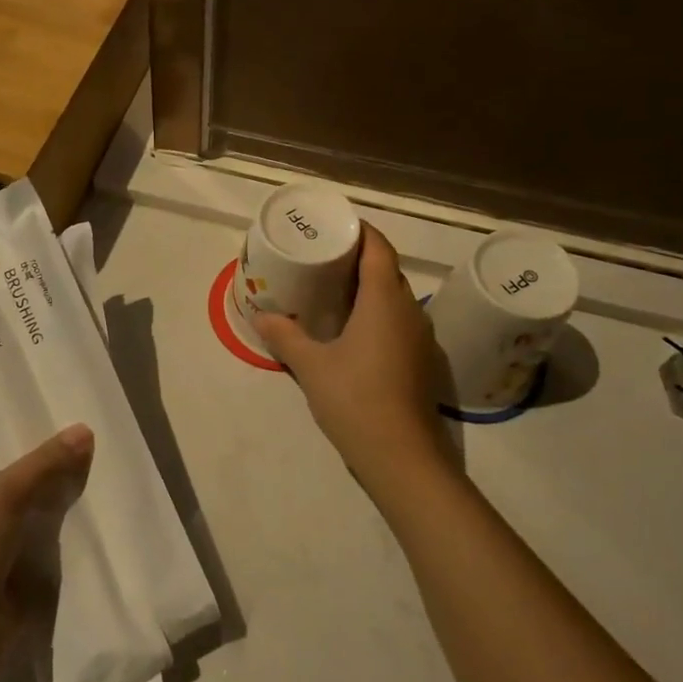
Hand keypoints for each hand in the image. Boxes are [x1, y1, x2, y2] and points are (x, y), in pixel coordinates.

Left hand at [0, 425, 93, 681]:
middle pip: (11, 474)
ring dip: (58, 499)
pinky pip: (36, 544)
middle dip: (49, 461)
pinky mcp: (2, 576)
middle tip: (96, 438)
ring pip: (27, 510)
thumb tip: (85, 429)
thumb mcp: (0, 496)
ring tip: (105, 468)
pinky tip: (96, 515)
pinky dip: (59, 534)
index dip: (21, 425)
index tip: (66, 410)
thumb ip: (44, 463)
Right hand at [254, 224, 452, 489]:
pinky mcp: (421, 362)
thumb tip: (261, 315)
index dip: (360, 231)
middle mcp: (409, 311)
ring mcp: (420, 338)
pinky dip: (377, 315)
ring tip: (335, 292)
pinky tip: (353, 333)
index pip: (379, 248)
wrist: (400, 455)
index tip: (335, 226)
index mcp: (384, 300)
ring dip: (370, 290)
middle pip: (388, 271)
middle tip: (325, 259)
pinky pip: (399, 323)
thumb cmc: (354, 399)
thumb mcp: (311, 366)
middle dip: (360, 259)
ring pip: (395, 299)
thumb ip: (285, 336)